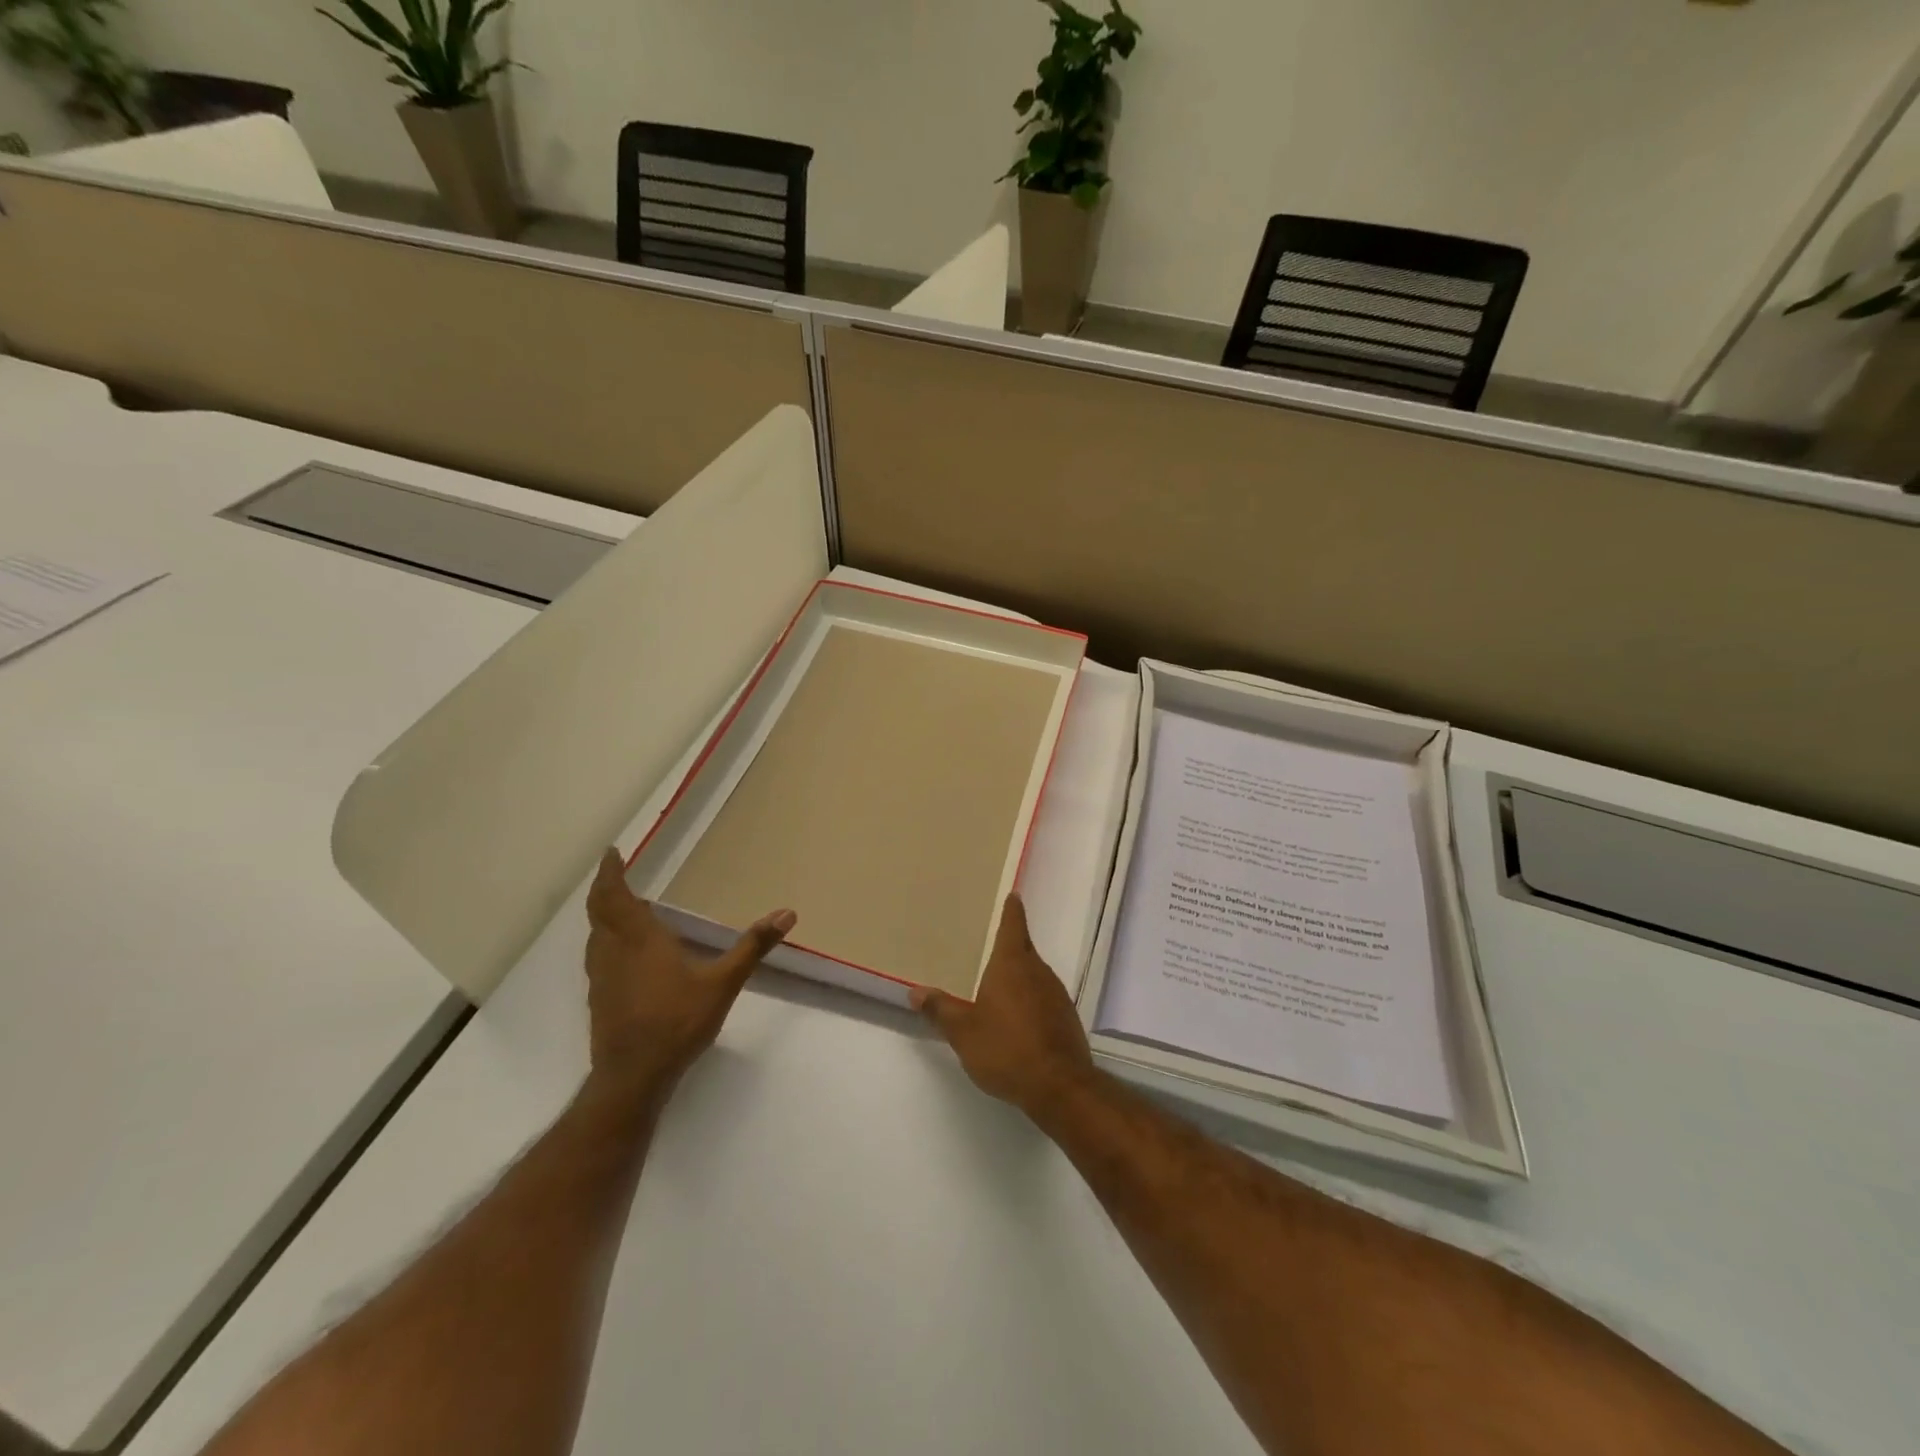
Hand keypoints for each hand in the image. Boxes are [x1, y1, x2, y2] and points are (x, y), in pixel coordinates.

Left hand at [583, 849, 794, 1098]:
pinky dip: (605, 940)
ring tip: (619, 907)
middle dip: (604, 889)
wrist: (633, 1076)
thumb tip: (787, 913)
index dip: (610, 873)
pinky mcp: (599, 999)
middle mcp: (614, 952)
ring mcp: (602, 978)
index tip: (611, 853)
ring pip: (595, 935)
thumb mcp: (723, 982)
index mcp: (639, 939)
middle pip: (598, 912)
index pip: (615, 896)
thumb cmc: (677, 1022)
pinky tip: (623, 953)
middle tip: (613, 873)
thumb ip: (752, 947)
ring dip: (602, 915)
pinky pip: (598, 956)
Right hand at [911, 893, 1097, 1118]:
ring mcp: (1056, 994)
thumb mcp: (963, 1031)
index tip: (1013, 896)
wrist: (1059, 1087)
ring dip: (1019, 977)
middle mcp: (1038, 971)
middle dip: (1008, 948)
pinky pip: (1044, 998)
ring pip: (1034, 975)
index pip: (1013, 925)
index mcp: (1012, 964)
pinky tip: (1018, 1020)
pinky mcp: (1066, 1018)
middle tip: (988, 946)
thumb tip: (915, 991)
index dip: (1012, 910)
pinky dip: (1030, 1000)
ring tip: (998, 986)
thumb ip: (940, 1009)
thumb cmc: (1006, 1049)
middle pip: (1023, 950)